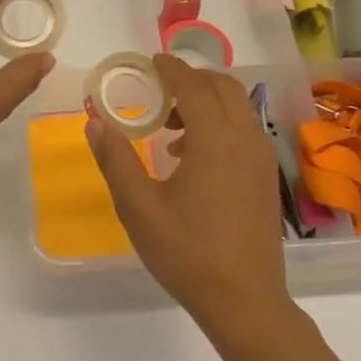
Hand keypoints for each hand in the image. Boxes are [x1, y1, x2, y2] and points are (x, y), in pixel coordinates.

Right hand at [87, 55, 292, 333]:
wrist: (244, 300)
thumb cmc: (187, 252)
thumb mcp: (139, 206)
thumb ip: (115, 159)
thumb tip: (94, 122)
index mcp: (216, 140)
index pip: (193, 86)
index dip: (171, 68)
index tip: (151, 60)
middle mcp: (246, 139)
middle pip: (224, 88)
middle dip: (191, 80)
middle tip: (158, 91)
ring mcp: (261, 158)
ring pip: (238, 108)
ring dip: (207, 103)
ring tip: (170, 128)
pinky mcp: (266, 177)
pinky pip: (245, 131)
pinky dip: (220, 124)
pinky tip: (192, 157)